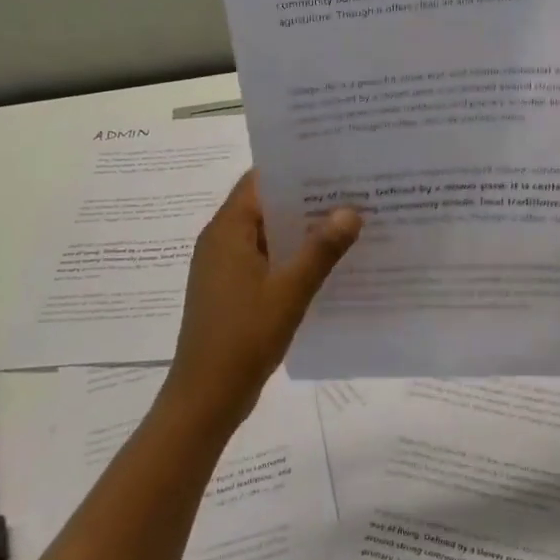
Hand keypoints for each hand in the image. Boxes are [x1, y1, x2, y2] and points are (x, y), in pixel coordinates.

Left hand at [166, 172, 361, 423]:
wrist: (206, 397)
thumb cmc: (243, 337)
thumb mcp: (289, 291)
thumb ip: (321, 250)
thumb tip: (350, 210)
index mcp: (227, 231)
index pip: (259, 181)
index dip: (294, 169)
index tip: (334, 162)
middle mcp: (222, 242)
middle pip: (265, 206)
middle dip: (306, 200)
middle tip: (353, 191)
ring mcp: (226, 269)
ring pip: (268, 236)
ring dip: (302, 231)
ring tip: (350, 223)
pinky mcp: (233, 292)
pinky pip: (266, 261)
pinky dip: (293, 258)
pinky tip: (328, 264)